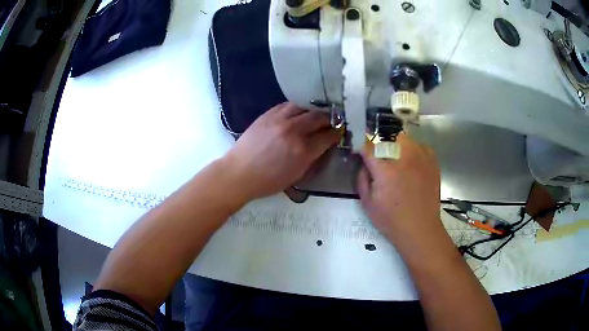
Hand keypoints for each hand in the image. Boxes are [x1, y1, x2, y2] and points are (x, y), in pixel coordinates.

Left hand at [223, 102, 340, 200]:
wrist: (239, 173)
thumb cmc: (268, 181)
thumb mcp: (297, 176)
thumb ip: (313, 159)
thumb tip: (324, 146)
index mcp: (303, 151)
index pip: (328, 136)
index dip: (337, 133)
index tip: (340, 131)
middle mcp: (294, 131)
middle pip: (319, 117)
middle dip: (329, 118)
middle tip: (332, 120)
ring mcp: (280, 119)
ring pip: (304, 107)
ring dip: (313, 110)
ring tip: (316, 114)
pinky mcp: (268, 114)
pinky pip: (288, 105)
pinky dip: (297, 107)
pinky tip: (299, 111)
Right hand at [357, 134, 443, 252]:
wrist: (420, 228)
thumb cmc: (391, 219)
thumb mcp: (367, 203)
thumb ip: (362, 178)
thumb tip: (364, 163)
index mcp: (385, 168)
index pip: (368, 145)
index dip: (361, 146)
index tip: (359, 152)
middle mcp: (404, 156)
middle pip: (386, 136)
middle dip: (379, 144)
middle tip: (379, 158)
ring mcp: (420, 156)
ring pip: (404, 138)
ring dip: (396, 145)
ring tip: (396, 160)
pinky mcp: (432, 160)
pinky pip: (419, 145)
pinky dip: (413, 150)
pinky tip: (412, 163)